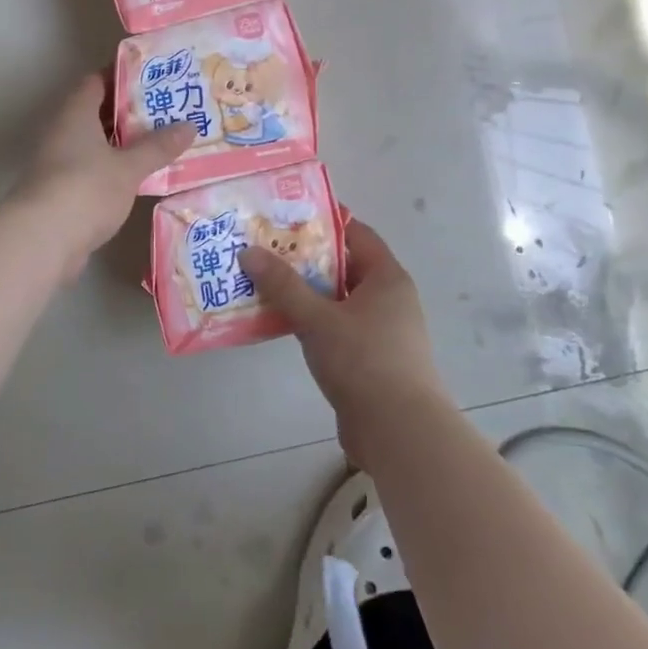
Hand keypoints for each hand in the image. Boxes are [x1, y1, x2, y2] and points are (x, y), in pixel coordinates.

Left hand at [13, 75, 194, 279]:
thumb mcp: (129, 167)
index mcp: (75, 114)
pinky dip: (115, 169)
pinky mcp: (61, 191)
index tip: (154, 78)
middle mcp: (63, 132)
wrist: (43, 240)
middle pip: (97, 113)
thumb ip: (158, 147)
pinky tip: (141, 177)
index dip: (123, 77)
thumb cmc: (86, 189)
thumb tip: (189, 126)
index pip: (96, 81)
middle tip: (167, 111)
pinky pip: (93, 170)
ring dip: (123, 144)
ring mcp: (59, 163)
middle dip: (129, 112)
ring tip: (161, 142)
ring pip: (96, 144)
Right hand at [239, 219, 446, 463]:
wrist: (398, 432)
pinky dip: (310, 321)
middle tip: (263, 250)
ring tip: (262, 284)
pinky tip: (278, 323)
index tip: (285, 216)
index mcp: (387, 278)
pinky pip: (335, 328)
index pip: (356, 233)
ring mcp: (381, 331)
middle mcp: (389, 299)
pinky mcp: (370, 360)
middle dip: (304, 259)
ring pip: (336, 300)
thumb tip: (249, 251)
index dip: (323, 222)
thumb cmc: (363, 361)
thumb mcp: (317, 318)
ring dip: (304, 293)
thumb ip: (282, 285)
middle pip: (342, 267)